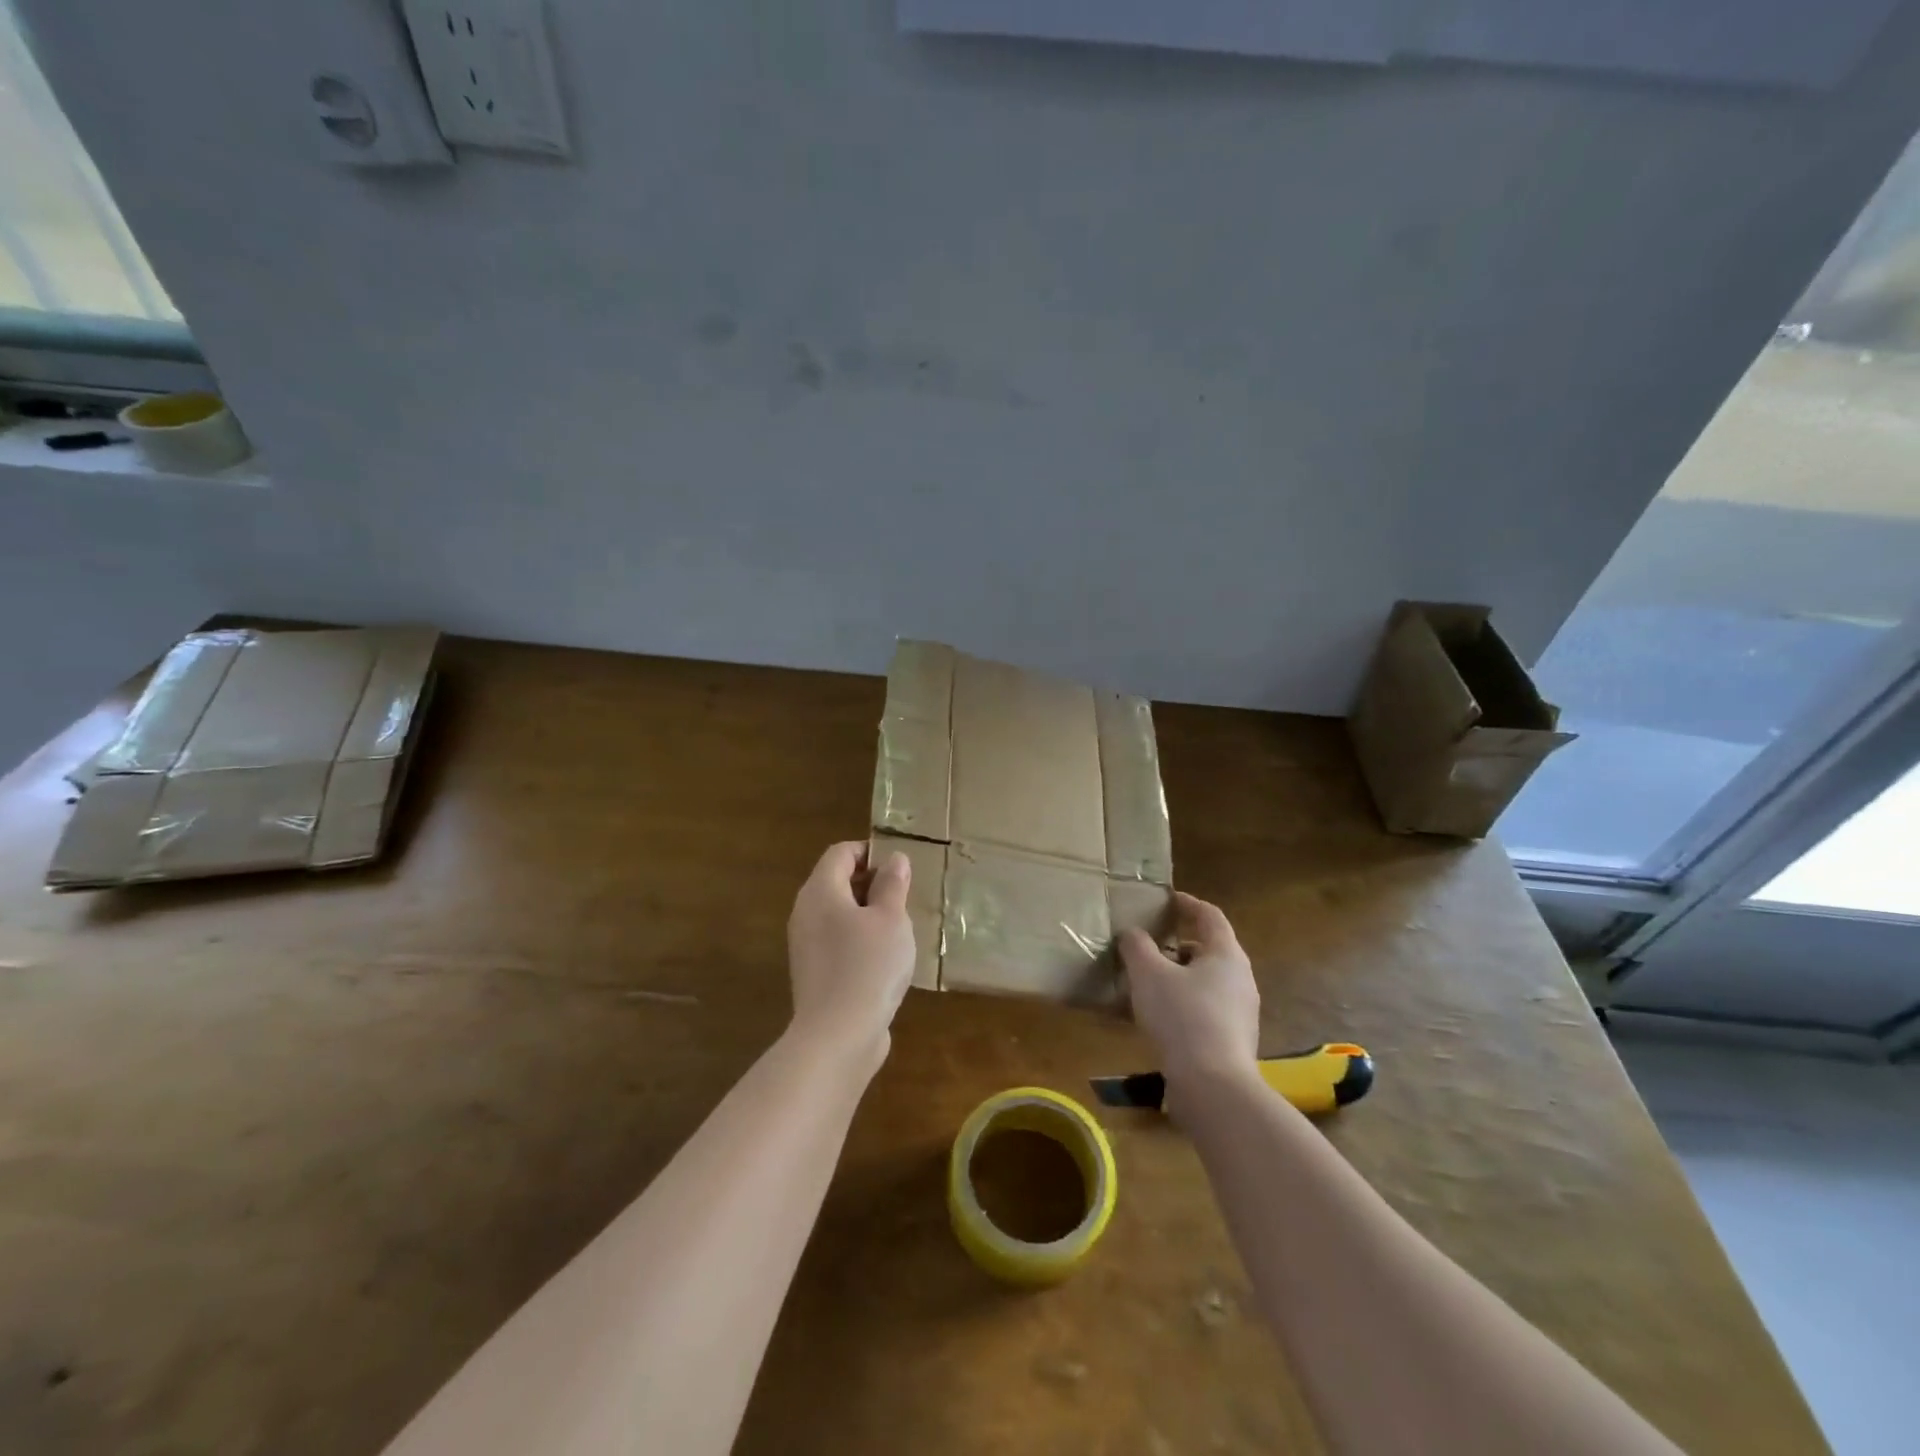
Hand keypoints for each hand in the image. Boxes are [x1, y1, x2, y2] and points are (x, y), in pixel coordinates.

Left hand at [786, 840, 915, 1074]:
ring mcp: (806, 946)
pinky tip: (885, 959)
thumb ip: (892, 885)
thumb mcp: (891, 919)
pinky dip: (859, 940)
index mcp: (820, 891)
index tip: (899, 867)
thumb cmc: (868, 966)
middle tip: (904, 897)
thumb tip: (894, 859)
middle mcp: (805, 913)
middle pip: (836, 882)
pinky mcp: (813, 973)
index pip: (840, 853)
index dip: (870, 852)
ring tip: (900, 928)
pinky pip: (837, 942)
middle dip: (871, 883)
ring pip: (838, 914)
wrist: (837, 1037)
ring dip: (868, 914)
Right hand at [1119, 891, 1259, 1109]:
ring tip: (1149, 981)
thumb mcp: (1148, 974)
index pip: (1210, 916)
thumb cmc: (1182, 1017)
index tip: (1167, 899)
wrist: (1213, 1087)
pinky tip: (1159, 1016)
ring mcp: (1241, 1012)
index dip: (1188, 903)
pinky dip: (1184, 1002)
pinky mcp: (1234, 1040)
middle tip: (1152, 942)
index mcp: (1226, 954)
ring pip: (1208, 981)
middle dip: (1180, 943)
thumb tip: (1132, 933)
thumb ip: (1137, 946)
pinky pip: (1206, 1009)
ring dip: (1180, 975)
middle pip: (1211, 949)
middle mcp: (1241, 978)